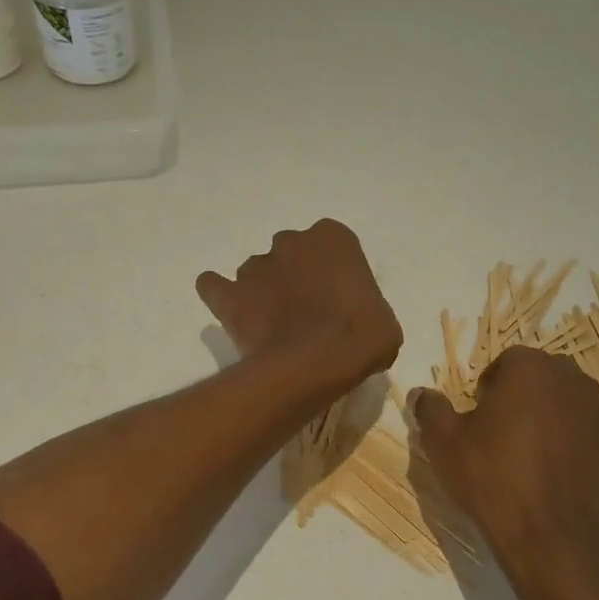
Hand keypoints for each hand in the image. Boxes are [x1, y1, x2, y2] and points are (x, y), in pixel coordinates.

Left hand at [197, 220, 402, 393]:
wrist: (316, 361)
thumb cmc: (361, 336)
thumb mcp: (383, 322)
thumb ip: (366, 309)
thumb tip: (355, 327)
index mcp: (333, 238)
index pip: (333, 247)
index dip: (333, 274)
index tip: (338, 301)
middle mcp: (291, 241)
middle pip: (292, 254)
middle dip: (296, 277)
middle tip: (307, 313)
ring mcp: (256, 266)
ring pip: (257, 272)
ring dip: (263, 291)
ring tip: (274, 326)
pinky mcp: (230, 294)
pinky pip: (215, 287)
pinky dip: (220, 295)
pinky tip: (233, 312)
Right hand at [412, 347, 598, 599]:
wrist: (550, 539)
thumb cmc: (493, 479)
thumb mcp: (443, 443)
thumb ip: (431, 409)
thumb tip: (421, 394)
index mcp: (532, 369)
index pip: (509, 361)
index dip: (491, 387)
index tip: (481, 417)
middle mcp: (576, 382)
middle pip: (546, 379)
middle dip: (528, 398)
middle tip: (506, 434)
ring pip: (575, 407)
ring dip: (558, 420)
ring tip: (537, 457)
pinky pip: (598, 441)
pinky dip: (584, 451)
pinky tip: (564, 478)